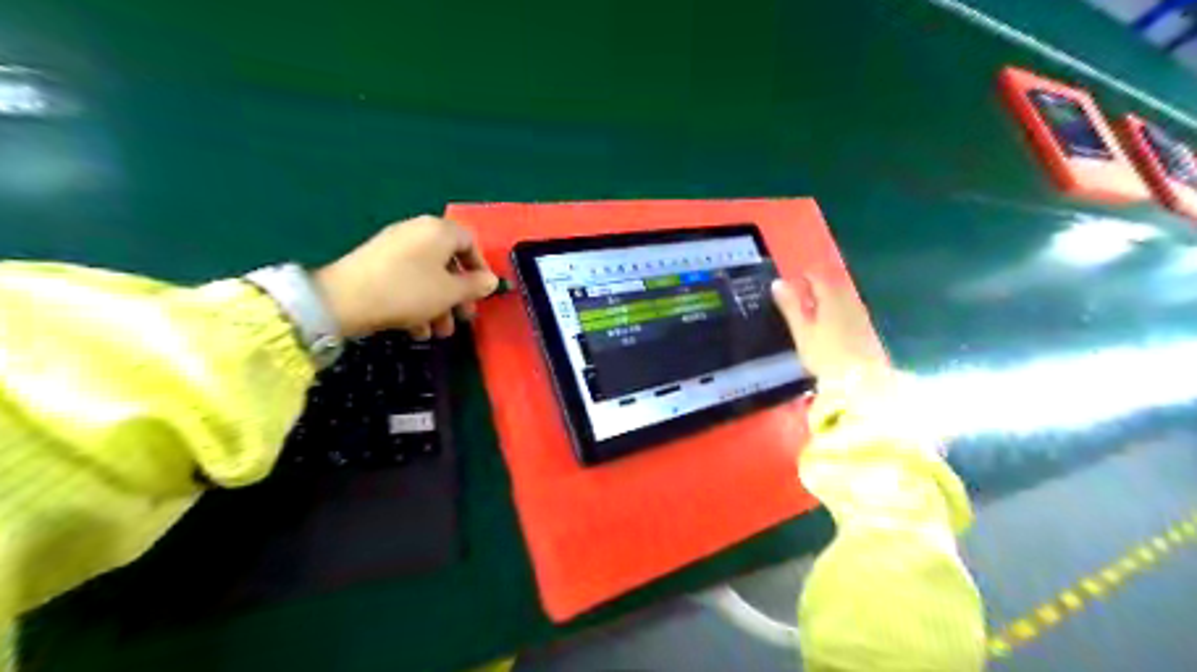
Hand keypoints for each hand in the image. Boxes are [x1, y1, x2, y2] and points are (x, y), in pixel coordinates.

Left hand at [315, 216, 497, 338]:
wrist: (343, 299)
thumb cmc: (408, 291)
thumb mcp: (449, 292)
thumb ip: (475, 286)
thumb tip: (491, 280)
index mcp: (438, 231)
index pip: (470, 242)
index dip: (480, 269)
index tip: (483, 293)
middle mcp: (416, 232)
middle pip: (448, 262)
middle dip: (458, 294)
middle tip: (464, 317)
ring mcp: (393, 247)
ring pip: (427, 275)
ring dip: (439, 304)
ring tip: (439, 332)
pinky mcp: (375, 264)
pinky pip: (406, 280)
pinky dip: (416, 301)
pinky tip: (416, 329)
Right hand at [767, 272, 887, 384]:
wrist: (860, 379)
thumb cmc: (825, 355)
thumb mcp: (802, 331)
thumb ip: (790, 306)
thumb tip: (777, 283)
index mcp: (831, 297)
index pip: (817, 277)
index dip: (803, 276)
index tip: (790, 282)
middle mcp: (848, 300)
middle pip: (832, 285)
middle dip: (816, 286)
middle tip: (800, 294)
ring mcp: (860, 314)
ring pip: (842, 297)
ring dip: (828, 298)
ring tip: (813, 309)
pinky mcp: (866, 328)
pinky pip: (850, 310)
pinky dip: (838, 311)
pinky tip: (831, 323)